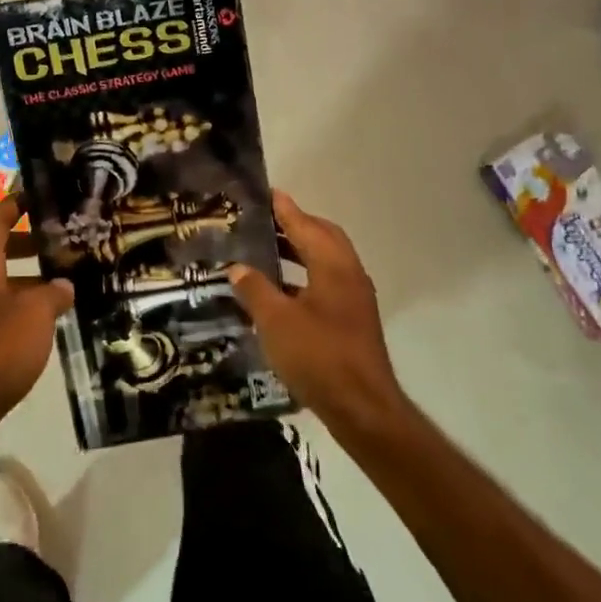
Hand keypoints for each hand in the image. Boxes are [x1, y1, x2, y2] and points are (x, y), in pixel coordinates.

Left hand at [0, 196, 73, 458]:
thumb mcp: (35, 314)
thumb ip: (53, 294)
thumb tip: (63, 286)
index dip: (13, 205)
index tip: (35, 195)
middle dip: (24, 240)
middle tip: (56, 240)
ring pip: (1, 281)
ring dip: (27, 276)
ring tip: (62, 282)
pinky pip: (2, 308)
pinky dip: (24, 304)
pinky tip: (49, 320)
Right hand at [228, 191, 410, 437]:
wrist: (362, 408)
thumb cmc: (318, 356)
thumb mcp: (275, 321)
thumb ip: (255, 289)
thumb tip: (238, 268)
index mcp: (333, 265)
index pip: (305, 224)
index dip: (284, 208)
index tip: (266, 192)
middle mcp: (348, 274)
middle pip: (322, 237)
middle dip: (294, 226)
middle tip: (263, 221)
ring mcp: (354, 298)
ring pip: (325, 261)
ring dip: (298, 252)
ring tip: (265, 251)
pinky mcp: (352, 320)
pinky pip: (326, 282)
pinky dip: (303, 277)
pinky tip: (278, 292)